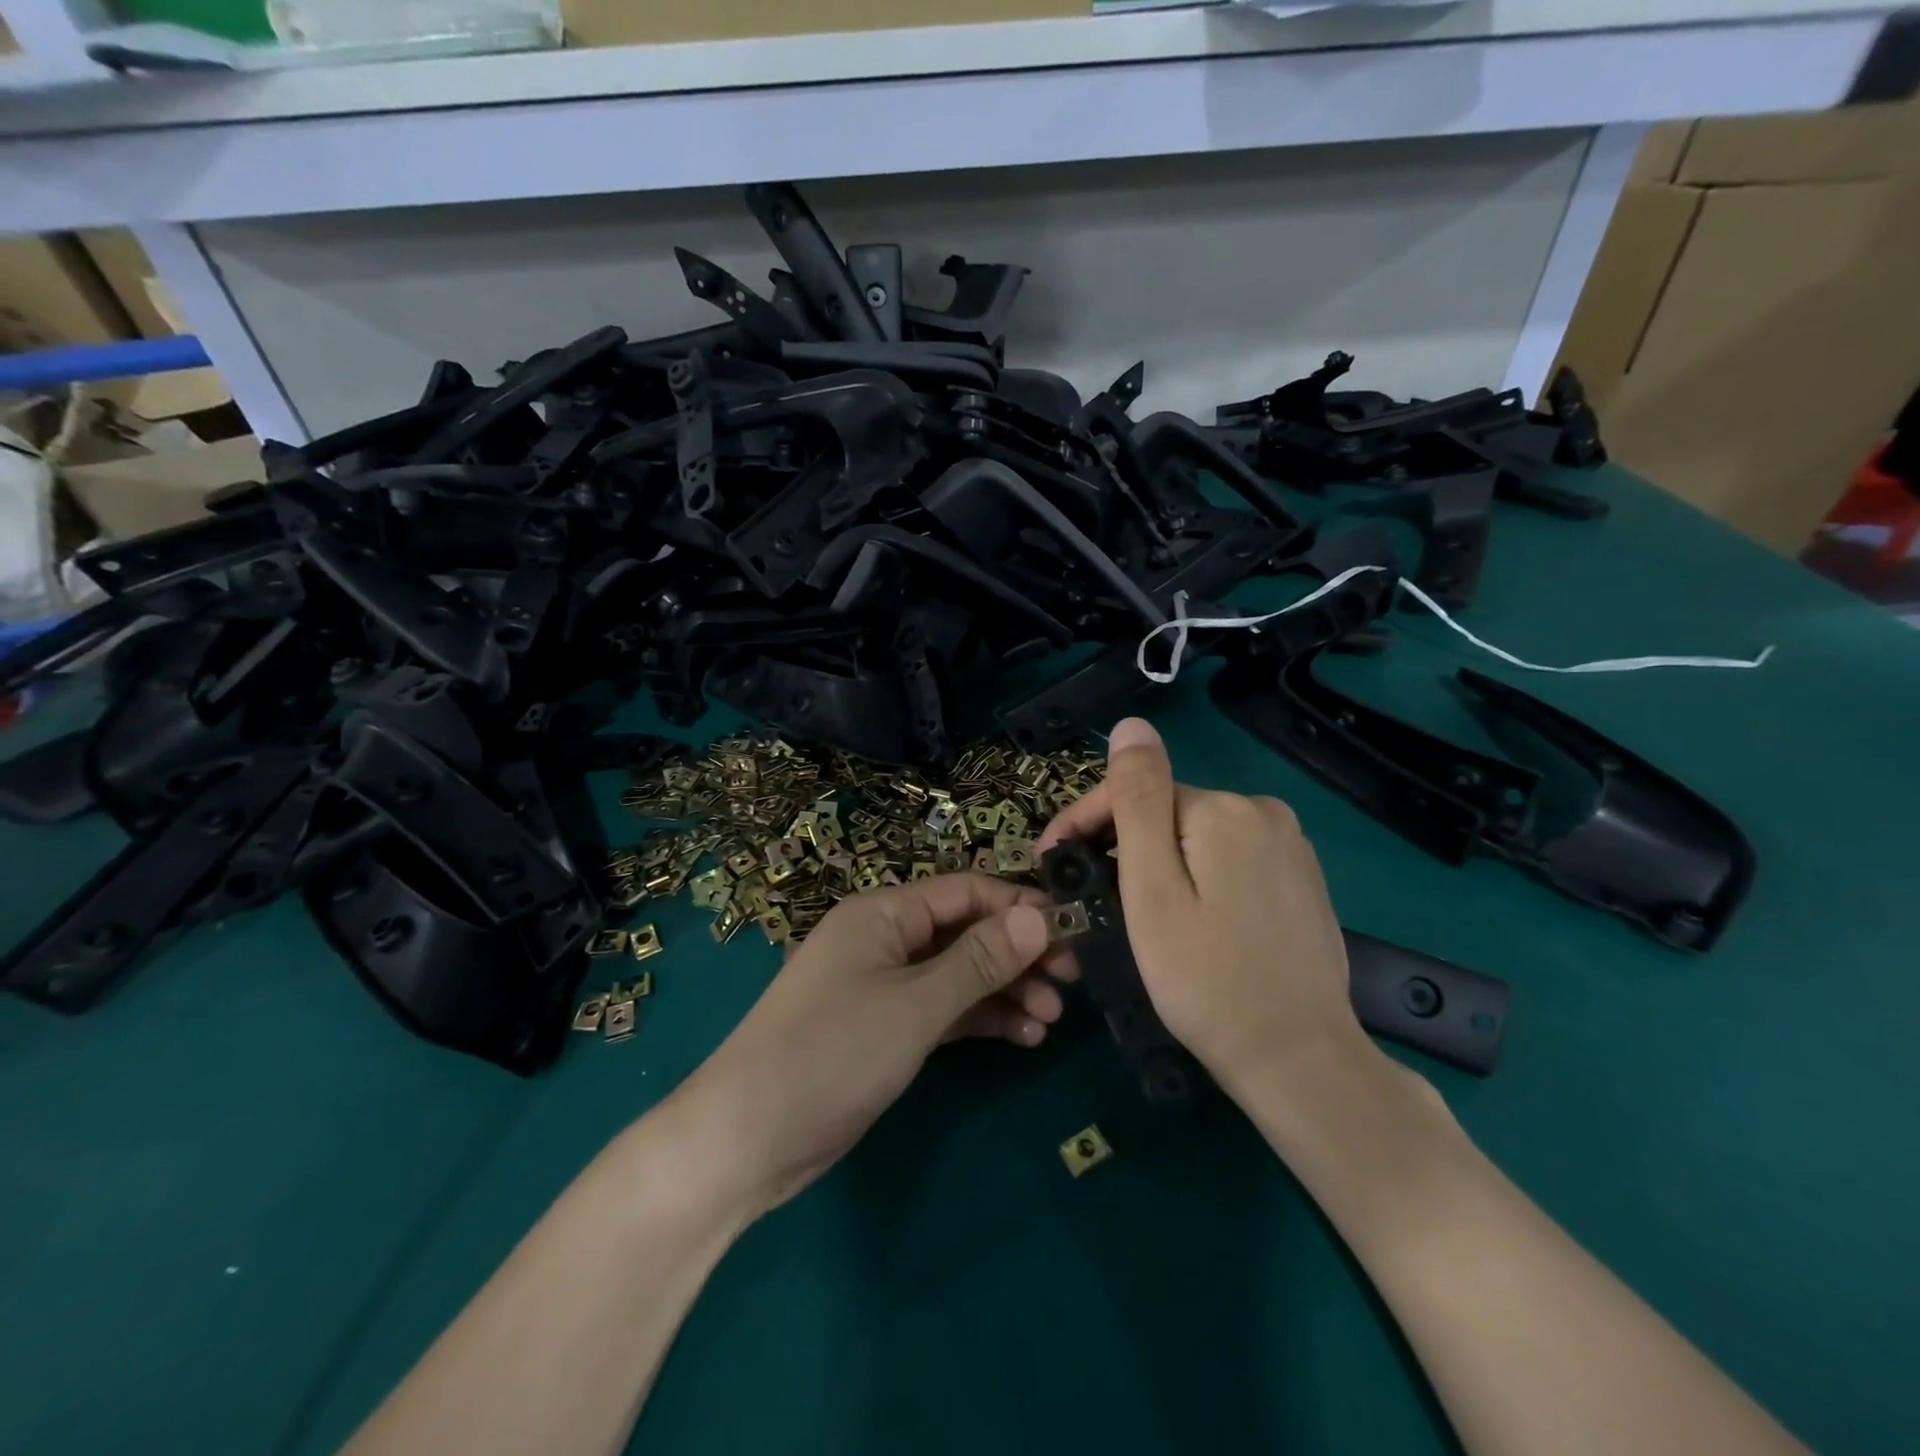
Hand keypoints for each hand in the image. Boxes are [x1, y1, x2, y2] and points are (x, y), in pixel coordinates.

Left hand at [669, 875, 1077, 1216]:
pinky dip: (980, 1019)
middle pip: (966, 932)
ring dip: (1006, 990)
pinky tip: (1023, 1036)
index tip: (1073, 930)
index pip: (965, 892)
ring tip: (1052, 1017)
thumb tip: (1040, 913)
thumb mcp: (916, 1005)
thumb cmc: (832, 1053)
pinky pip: (944, 1011)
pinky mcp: (885, 1029)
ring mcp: (884, 987)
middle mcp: (885, 940)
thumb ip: (980, 960)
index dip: (1020, 906)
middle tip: (1074, 981)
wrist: (746, 1140)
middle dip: (1019, 953)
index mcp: (883, 914)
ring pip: (959, 975)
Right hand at [1039, 717, 1371, 1101]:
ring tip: (1133, 914)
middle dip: (1123, 846)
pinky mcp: (1301, 878)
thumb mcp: (1153, 890)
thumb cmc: (1206, 980)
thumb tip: (1131, 725)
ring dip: (1158, 863)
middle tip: (1090, 900)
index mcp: (1224, 809)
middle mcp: (1264, 812)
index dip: (1085, 823)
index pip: (1135, 792)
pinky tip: (1190, 919)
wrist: (1299, 1061)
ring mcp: (1290, 845)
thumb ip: (1138, 801)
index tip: (1051, 863)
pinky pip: (1229, 859)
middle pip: (1166, 814)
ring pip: (1196, 837)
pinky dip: (1198, 878)